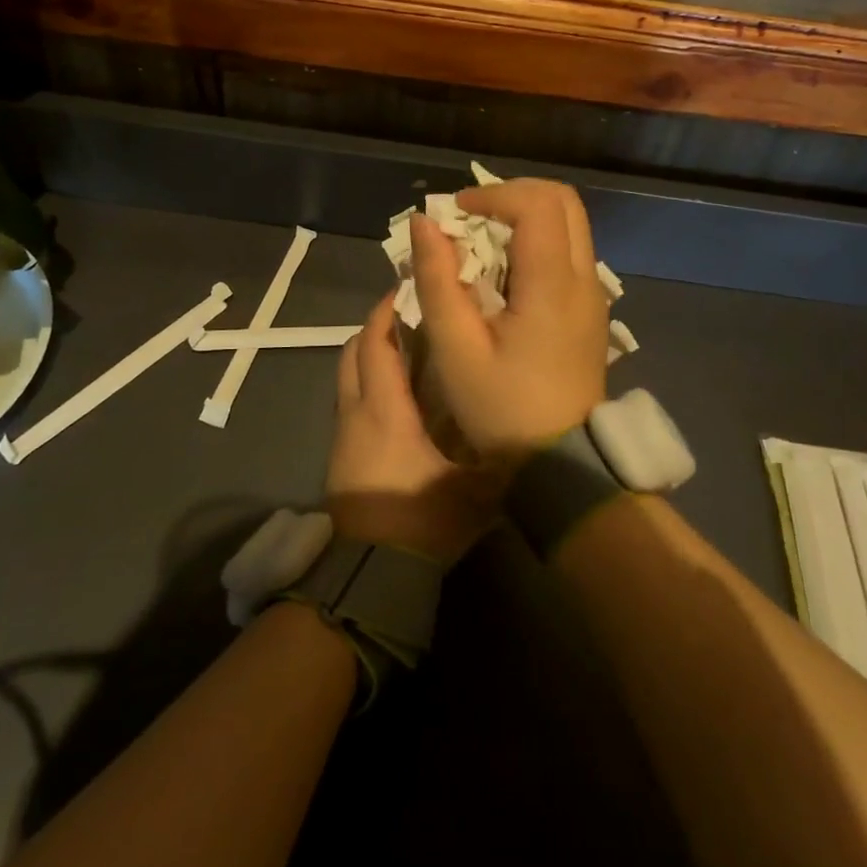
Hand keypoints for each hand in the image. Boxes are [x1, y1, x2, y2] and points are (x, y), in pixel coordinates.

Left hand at [326, 293, 499, 563]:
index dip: (388, 312)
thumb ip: (499, 452)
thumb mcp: (476, 488)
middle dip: (376, 328)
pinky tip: (396, 400)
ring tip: (405, 352)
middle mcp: (357, 413)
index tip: (409, 290)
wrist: (371, 575)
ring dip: (369, 357)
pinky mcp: (339, 459)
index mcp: (387, 410)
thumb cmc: (423, 521)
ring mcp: (343, 437)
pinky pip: (349, 404)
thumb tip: (527, 425)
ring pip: (347, 378)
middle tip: (409, 316)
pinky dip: (366, 386)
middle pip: (353, 353)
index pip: (377, 345)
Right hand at [409, 178, 608, 464]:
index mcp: (553, 284)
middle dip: (512, 195)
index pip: (537, 203)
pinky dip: (536, 241)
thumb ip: (437, 280)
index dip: (493, 194)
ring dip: (525, 217)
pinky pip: (569, 250)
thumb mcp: (456, 349)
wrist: (563, 462)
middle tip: (471, 218)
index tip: (455, 214)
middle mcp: (584, 278)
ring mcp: (593, 293)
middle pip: (562, 200)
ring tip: (481, 244)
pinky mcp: (590, 309)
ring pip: (569, 223)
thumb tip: (424, 223)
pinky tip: (503, 273)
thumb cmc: (504, 409)